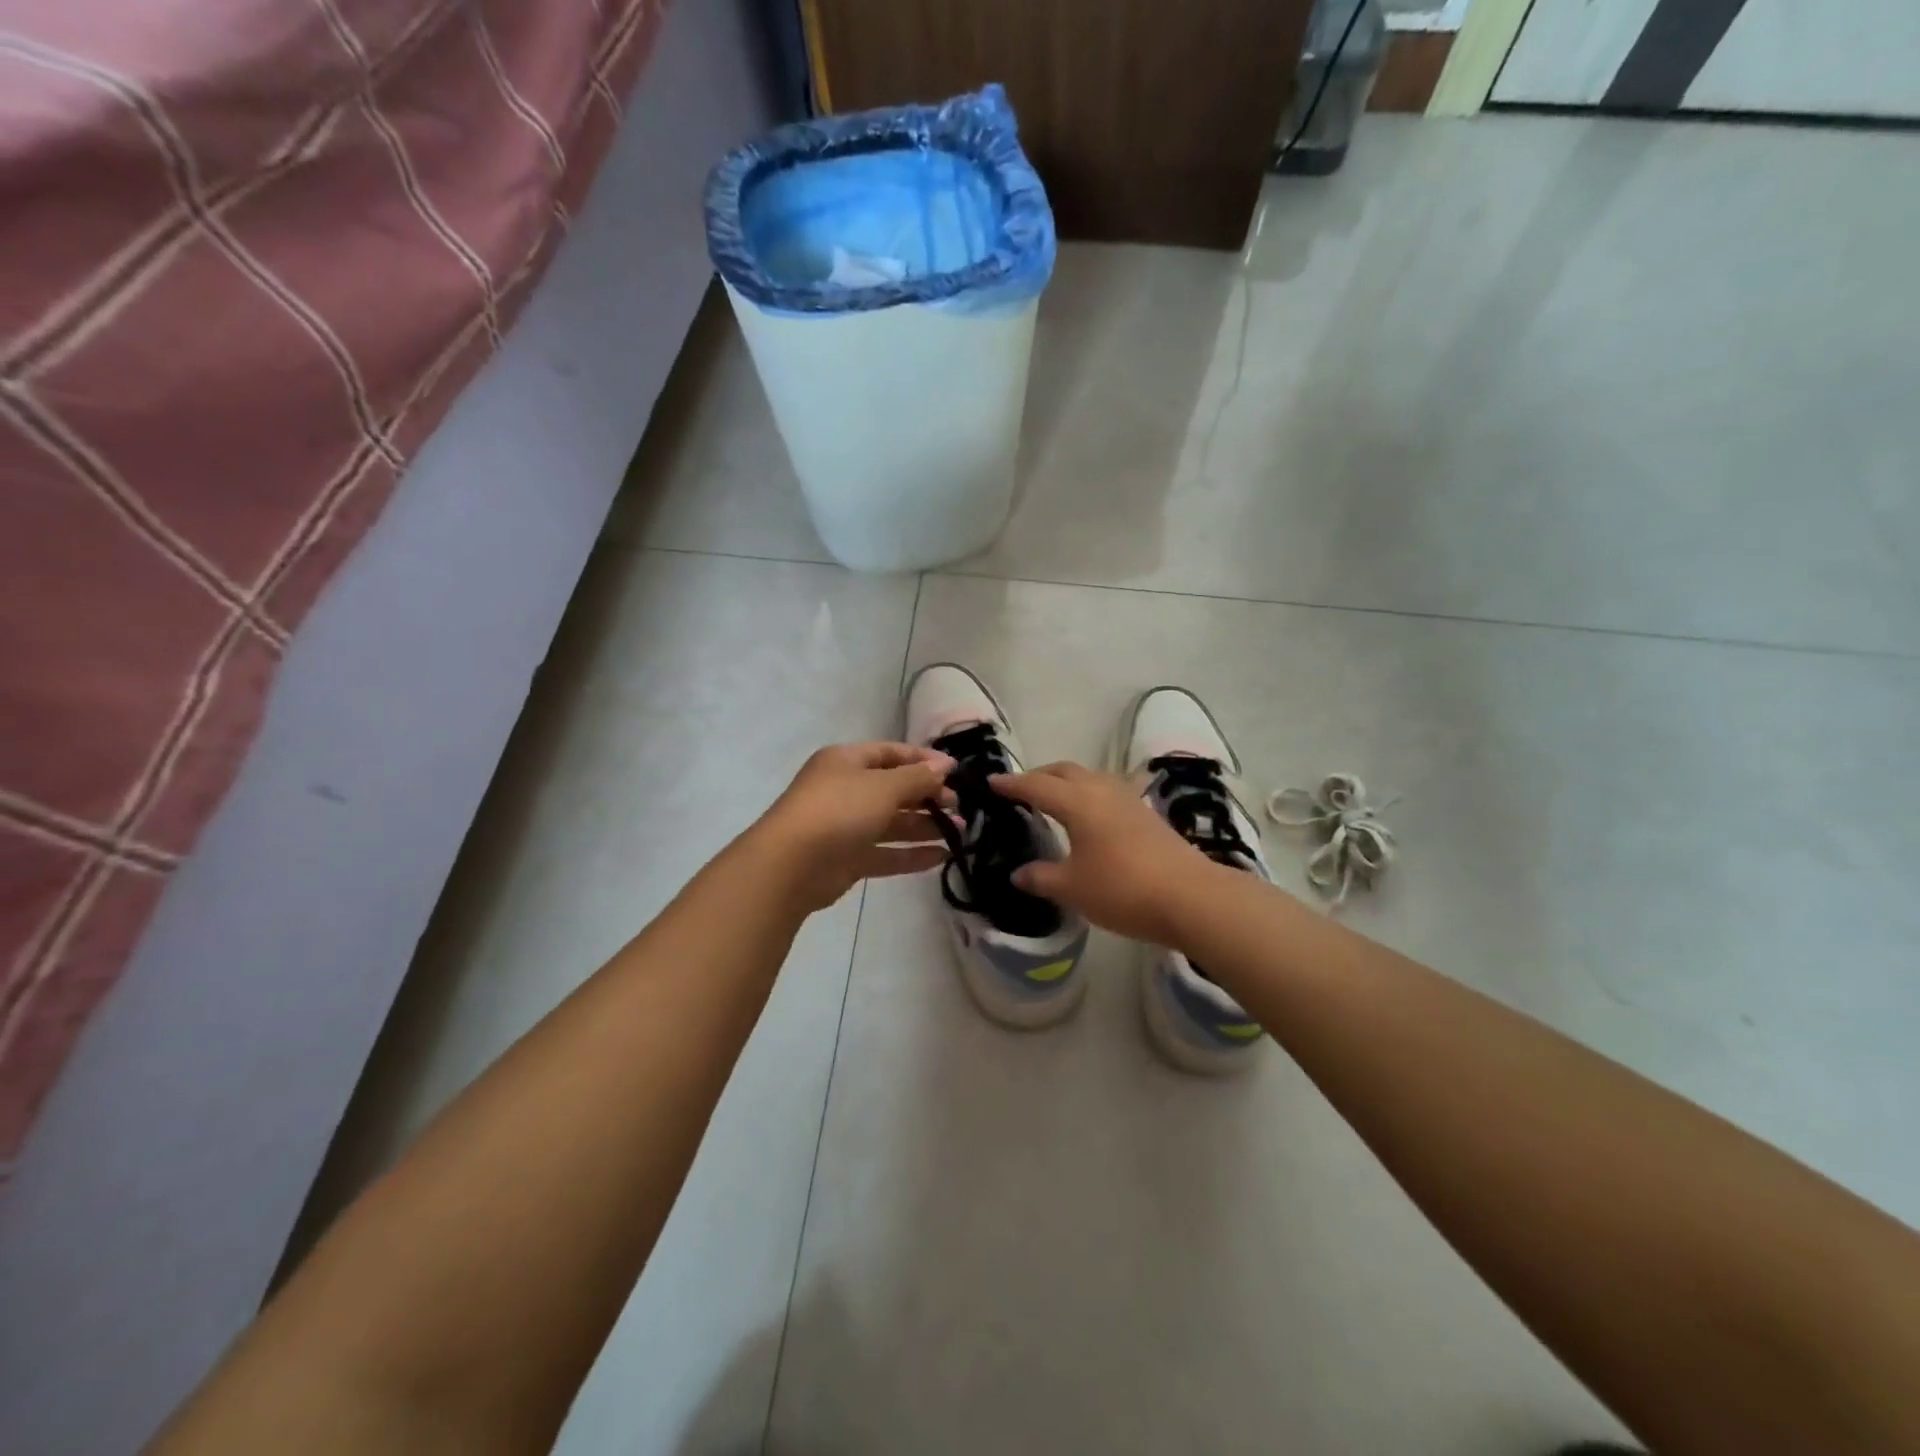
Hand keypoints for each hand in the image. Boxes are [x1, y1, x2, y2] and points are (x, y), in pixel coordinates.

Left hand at [751, 742, 957, 912]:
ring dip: (924, 826)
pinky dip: (911, 854)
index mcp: (847, 761)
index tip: (956, 771)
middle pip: (894, 789)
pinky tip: (941, 857)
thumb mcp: (883, 787)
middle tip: (960, 807)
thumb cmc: (838, 811)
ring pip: (892, 822)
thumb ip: (918, 778)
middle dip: (928, 796)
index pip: (891, 753)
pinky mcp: (847, 859)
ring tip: (960, 833)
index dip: (924, 760)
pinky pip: (885, 853)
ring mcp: (845, 826)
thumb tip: (945, 765)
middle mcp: (846, 790)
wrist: (790, 866)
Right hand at [990, 762, 1215, 945]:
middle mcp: (1101, 790)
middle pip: (1063, 771)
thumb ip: (1041, 877)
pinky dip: (1088, 794)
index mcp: (1076, 801)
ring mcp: (1128, 798)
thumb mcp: (1072, 888)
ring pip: (1088, 777)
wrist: (1191, 896)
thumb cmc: (1122, 889)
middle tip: (1019, 790)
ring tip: (1053, 800)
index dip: (1011, 784)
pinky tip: (1089, 816)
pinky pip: (1107, 791)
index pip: (1035, 785)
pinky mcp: (1146, 812)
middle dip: (1038, 775)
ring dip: (1066, 782)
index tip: (991, 782)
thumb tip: (1019, 873)